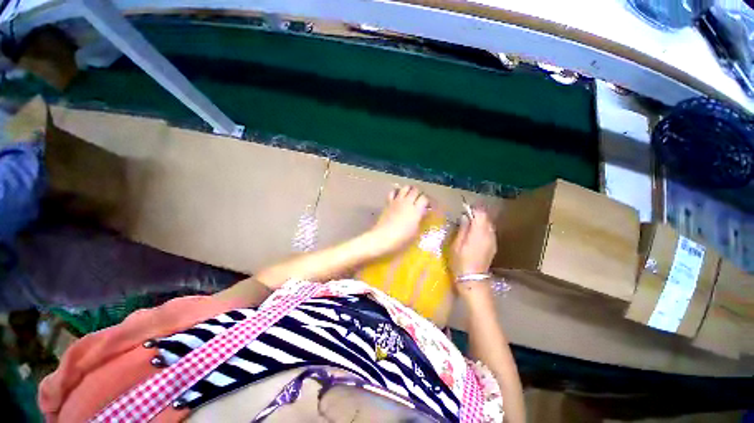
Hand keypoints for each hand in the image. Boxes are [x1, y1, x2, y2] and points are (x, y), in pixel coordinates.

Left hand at [368, 186, 430, 254]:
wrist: (384, 237)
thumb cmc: (402, 238)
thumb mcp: (415, 231)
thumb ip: (419, 220)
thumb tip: (421, 214)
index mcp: (416, 210)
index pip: (424, 199)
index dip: (427, 201)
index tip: (428, 206)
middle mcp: (407, 202)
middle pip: (415, 190)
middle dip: (419, 193)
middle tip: (419, 199)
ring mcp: (397, 201)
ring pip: (405, 188)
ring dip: (409, 189)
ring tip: (410, 194)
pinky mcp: (388, 202)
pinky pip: (393, 192)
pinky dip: (396, 192)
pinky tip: (398, 196)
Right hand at [450, 205, 496, 276]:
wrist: (473, 280)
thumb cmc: (460, 262)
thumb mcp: (456, 244)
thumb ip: (462, 229)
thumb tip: (465, 217)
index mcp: (479, 233)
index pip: (481, 214)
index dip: (473, 210)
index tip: (464, 211)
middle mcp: (489, 234)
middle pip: (486, 218)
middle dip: (477, 215)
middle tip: (465, 218)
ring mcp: (493, 241)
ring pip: (489, 225)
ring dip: (480, 222)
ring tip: (469, 225)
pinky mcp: (493, 246)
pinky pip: (490, 232)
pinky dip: (483, 229)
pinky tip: (474, 235)